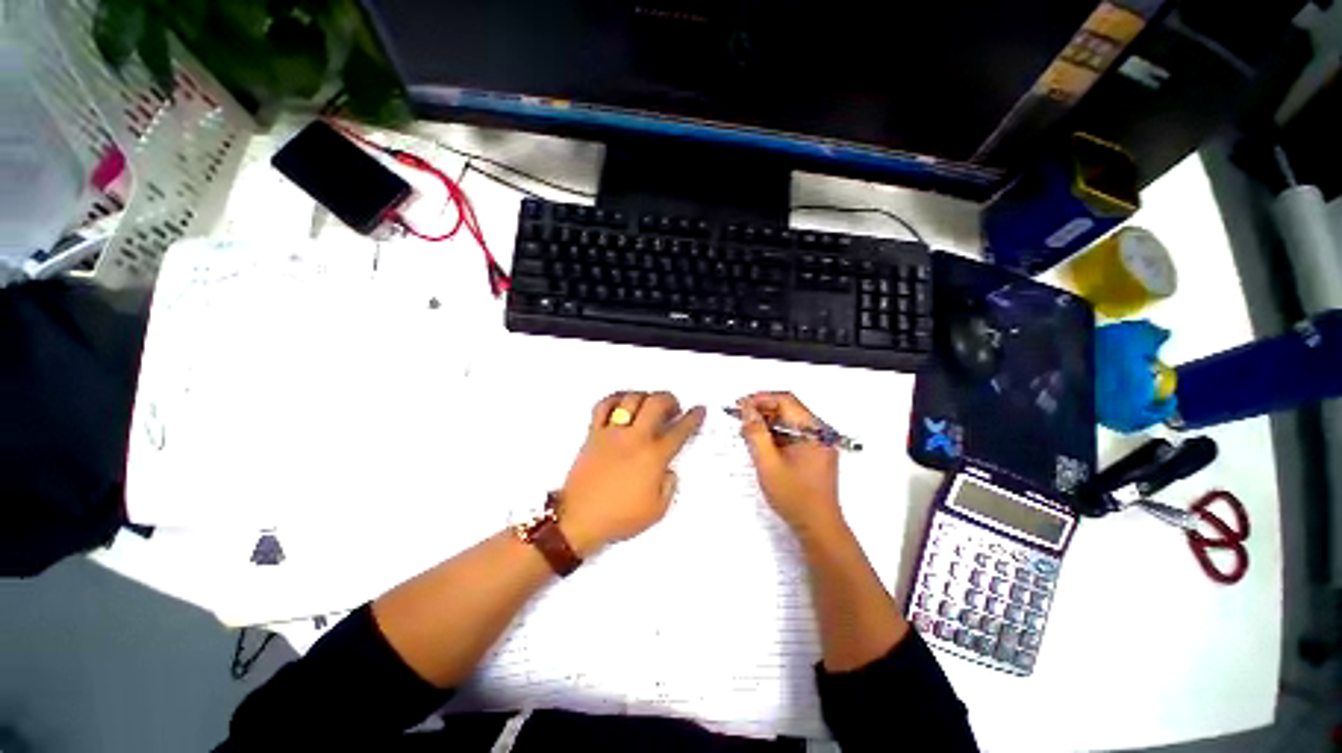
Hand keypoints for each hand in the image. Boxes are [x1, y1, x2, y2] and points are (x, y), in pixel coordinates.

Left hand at [559, 392, 705, 555]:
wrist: (579, 520)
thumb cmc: (619, 517)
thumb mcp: (657, 510)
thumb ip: (669, 485)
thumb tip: (668, 470)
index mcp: (653, 457)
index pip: (680, 430)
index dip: (693, 417)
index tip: (699, 410)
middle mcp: (635, 438)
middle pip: (656, 403)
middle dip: (670, 399)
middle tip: (674, 407)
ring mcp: (612, 433)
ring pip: (631, 399)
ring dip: (645, 396)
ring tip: (649, 403)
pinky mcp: (593, 434)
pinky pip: (603, 406)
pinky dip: (615, 399)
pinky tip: (621, 403)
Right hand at [738, 392, 843, 538]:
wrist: (819, 528)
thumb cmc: (794, 496)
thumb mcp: (768, 464)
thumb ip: (755, 433)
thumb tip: (746, 409)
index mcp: (814, 430)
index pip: (785, 401)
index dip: (760, 399)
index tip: (740, 405)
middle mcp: (820, 432)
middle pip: (788, 409)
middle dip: (762, 411)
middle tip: (740, 418)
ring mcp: (818, 443)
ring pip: (789, 422)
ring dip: (767, 423)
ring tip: (746, 432)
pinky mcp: (814, 453)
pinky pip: (792, 434)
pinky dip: (775, 435)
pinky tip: (760, 443)